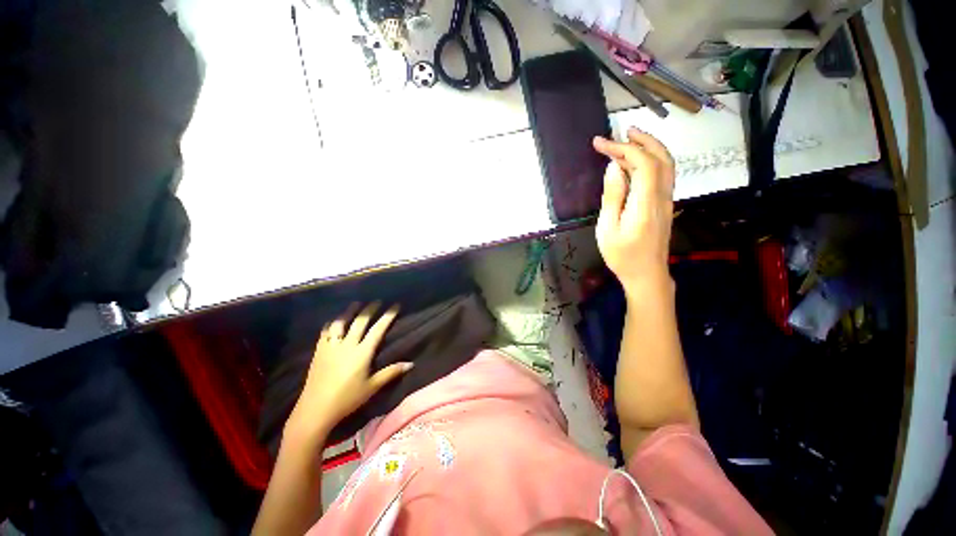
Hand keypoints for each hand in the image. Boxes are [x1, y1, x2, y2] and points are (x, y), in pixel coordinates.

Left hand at [286, 302, 410, 438]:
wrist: (315, 410)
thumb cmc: (347, 399)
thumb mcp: (372, 387)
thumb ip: (391, 373)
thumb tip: (411, 364)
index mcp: (362, 352)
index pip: (378, 329)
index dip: (387, 316)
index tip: (395, 306)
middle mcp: (347, 345)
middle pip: (360, 321)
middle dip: (370, 309)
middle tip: (377, 301)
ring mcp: (331, 347)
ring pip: (341, 323)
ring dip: (349, 312)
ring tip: (355, 304)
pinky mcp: (319, 352)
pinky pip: (325, 333)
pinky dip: (331, 324)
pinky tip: (333, 321)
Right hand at [592, 128, 675, 293]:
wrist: (646, 274)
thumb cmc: (622, 256)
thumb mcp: (608, 229)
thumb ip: (612, 196)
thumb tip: (613, 168)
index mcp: (645, 203)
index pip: (642, 163)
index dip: (623, 148)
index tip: (600, 144)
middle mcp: (662, 197)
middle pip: (661, 158)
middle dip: (642, 140)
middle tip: (621, 132)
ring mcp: (667, 200)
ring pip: (666, 164)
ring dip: (650, 147)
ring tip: (630, 139)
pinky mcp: (665, 205)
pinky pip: (663, 174)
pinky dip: (652, 160)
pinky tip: (637, 162)